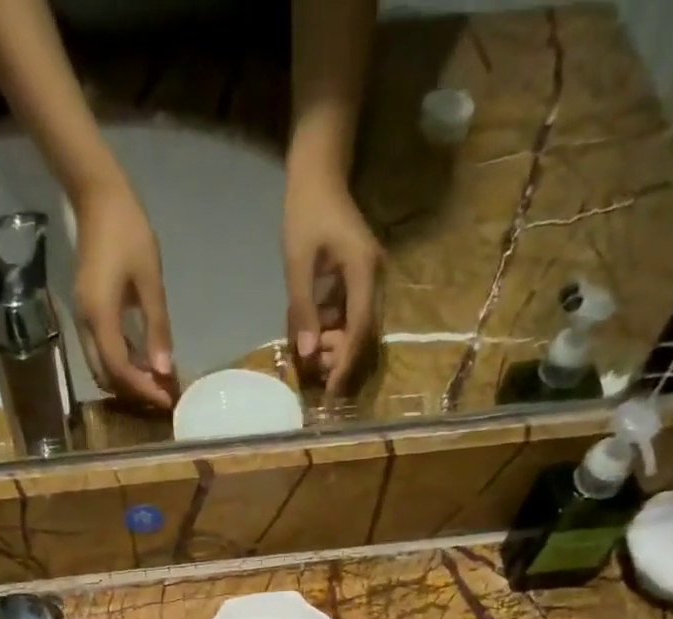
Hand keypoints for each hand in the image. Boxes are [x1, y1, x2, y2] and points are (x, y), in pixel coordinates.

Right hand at [72, 178, 177, 409]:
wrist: (97, 197)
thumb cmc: (127, 232)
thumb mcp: (150, 280)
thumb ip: (157, 328)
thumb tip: (164, 370)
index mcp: (100, 315)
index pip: (119, 369)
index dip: (143, 388)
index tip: (167, 398)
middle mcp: (85, 324)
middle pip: (106, 375)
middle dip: (134, 391)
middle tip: (163, 394)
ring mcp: (82, 319)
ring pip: (101, 367)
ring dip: (127, 380)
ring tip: (156, 381)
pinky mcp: (86, 313)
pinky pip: (101, 351)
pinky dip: (121, 364)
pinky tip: (143, 361)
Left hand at [283, 169, 382, 397]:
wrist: (319, 172)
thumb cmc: (306, 211)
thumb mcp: (298, 262)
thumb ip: (303, 308)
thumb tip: (308, 354)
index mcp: (364, 271)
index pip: (360, 328)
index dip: (346, 362)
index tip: (332, 390)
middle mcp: (375, 278)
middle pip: (364, 333)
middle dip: (341, 360)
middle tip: (316, 378)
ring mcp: (370, 279)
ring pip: (358, 327)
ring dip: (336, 347)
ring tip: (311, 359)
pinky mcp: (360, 280)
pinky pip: (350, 315)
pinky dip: (333, 330)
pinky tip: (313, 337)